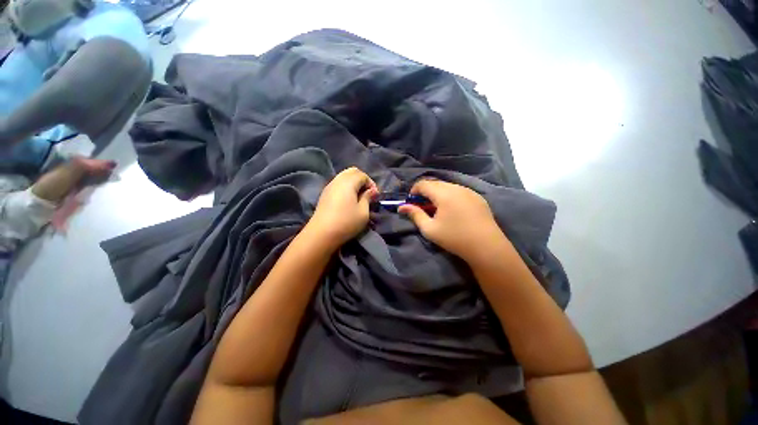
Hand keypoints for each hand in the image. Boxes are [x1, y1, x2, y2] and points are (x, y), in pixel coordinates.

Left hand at [306, 167, 377, 248]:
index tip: (375, 196)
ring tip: (359, 196)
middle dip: (362, 179)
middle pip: (352, 172)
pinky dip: (346, 187)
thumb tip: (370, 191)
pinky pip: (338, 183)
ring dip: (354, 183)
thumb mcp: (363, 212)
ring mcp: (329, 186)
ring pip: (343, 176)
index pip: (362, 175)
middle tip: (368, 193)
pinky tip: (349, 199)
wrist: (321, 234)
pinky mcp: (324, 194)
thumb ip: (368, 198)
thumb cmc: (346, 222)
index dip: (371, 183)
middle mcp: (337, 180)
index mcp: (348, 182)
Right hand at [399, 179, 507, 262]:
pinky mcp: (477, 197)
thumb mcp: (429, 229)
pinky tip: (452, 209)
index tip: (411, 201)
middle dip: (425, 192)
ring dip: (438, 193)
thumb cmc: (454, 238)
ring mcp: (469, 191)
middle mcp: (456, 187)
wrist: (486, 246)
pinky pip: (459, 191)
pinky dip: (450, 195)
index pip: (424, 183)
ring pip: (448, 186)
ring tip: (436, 208)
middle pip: (436, 183)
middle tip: (422, 206)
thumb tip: (402, 207)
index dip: (414, 190)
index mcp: (444, 194)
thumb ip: (415, 215)